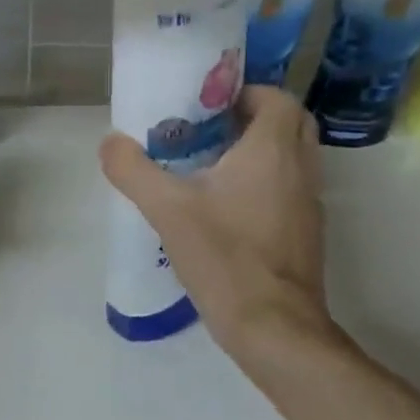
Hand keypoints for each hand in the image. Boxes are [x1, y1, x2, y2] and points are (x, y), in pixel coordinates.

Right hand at [99, 86, 338, 365]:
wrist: (273, 326)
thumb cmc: (224, 256)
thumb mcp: (167, 209)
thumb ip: (133, 170)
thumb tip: (109, 142)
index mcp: (273, 150)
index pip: (277, 98)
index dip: (246, 93)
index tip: (209, 106)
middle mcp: (301, 168)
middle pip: (291, 123)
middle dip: (254, 118)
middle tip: (212, 131)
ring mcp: (310, 203)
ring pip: (294, 157)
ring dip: (262, 151)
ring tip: (214, 166)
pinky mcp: (308, 233)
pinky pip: (292, 188)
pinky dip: (269, 183)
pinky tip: (228, 208)